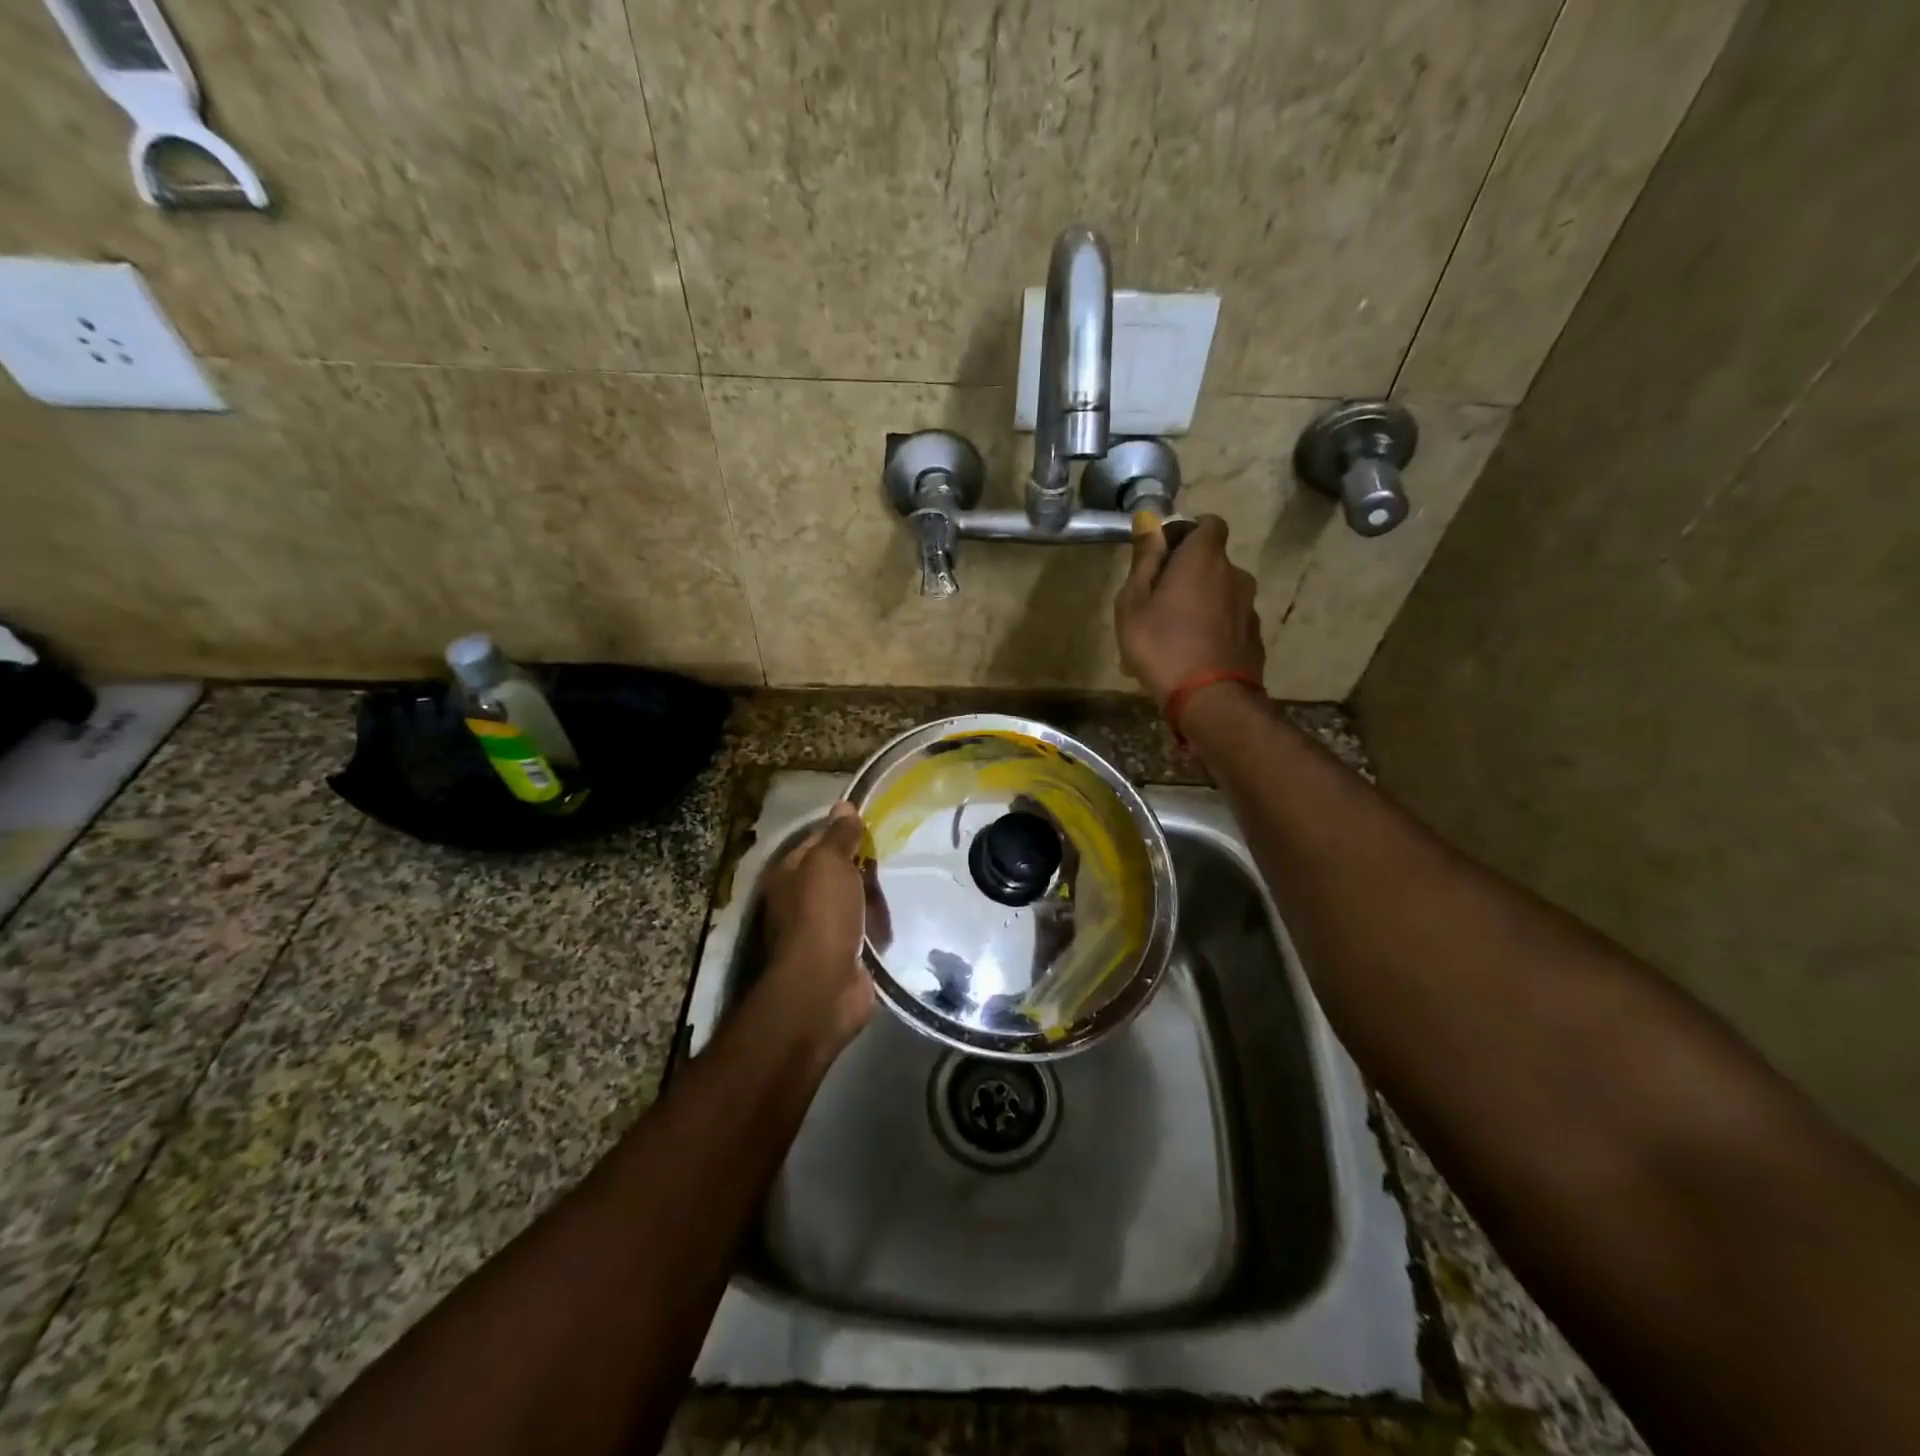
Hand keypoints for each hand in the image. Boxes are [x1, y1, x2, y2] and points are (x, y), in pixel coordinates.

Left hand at [760, 800, 874, 1049]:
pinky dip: (880, 926)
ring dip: (875, 896)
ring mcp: (824, 928)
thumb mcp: (829, 863)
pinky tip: (899, 916)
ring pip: (857, 901)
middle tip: (894, 854)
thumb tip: (843, 805)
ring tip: (903, 883)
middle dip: (865, 866)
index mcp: (791, 873)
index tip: (874, 824)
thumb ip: (838, 835)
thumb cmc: (821, 915)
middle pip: (840, 871)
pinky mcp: (846, 953)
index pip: (819, 841)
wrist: (824, 986)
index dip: (844, 831)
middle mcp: (803, 899)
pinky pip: (868, 929)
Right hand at [1114, 514, 1263, 705]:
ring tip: (1170, 637)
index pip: (1208, 523)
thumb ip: (1144, 561)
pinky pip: (1227, 623)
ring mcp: (1248, 607)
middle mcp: (1234, 574)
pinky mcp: (1254, 637)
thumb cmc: (1161, 645)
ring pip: (1218, 595)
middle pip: (1211, 562)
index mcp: (1204, 558)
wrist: (1210, 700)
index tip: (1163, 556)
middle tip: (1156, 604)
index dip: (1186, 533)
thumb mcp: (1133, 603)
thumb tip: (1150, 523)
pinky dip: (1211, 629)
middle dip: (1187, 575)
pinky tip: (1190, 656)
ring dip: (1198, 605)